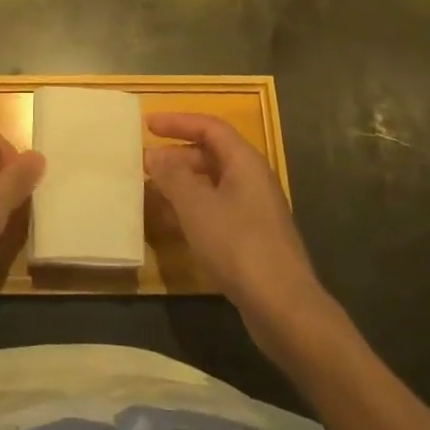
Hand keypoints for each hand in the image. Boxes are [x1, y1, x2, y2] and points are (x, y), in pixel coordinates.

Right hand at [146, 112, 324, 334]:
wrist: (284, 308)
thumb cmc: (238, 245)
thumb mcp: (196, 206)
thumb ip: (172, 176)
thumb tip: (154, 155)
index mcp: (245, 162)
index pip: (210, 127)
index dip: (178, 122)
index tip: (147, 125)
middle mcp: (252, 180)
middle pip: (211, 155)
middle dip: (176, 156)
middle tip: (145, 163)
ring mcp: (254, 211)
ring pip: (211, 185)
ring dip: (181, 185)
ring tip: (150, 192)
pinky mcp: (251, 239)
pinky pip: (216, 211)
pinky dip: (191, 210)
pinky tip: (170, 225)